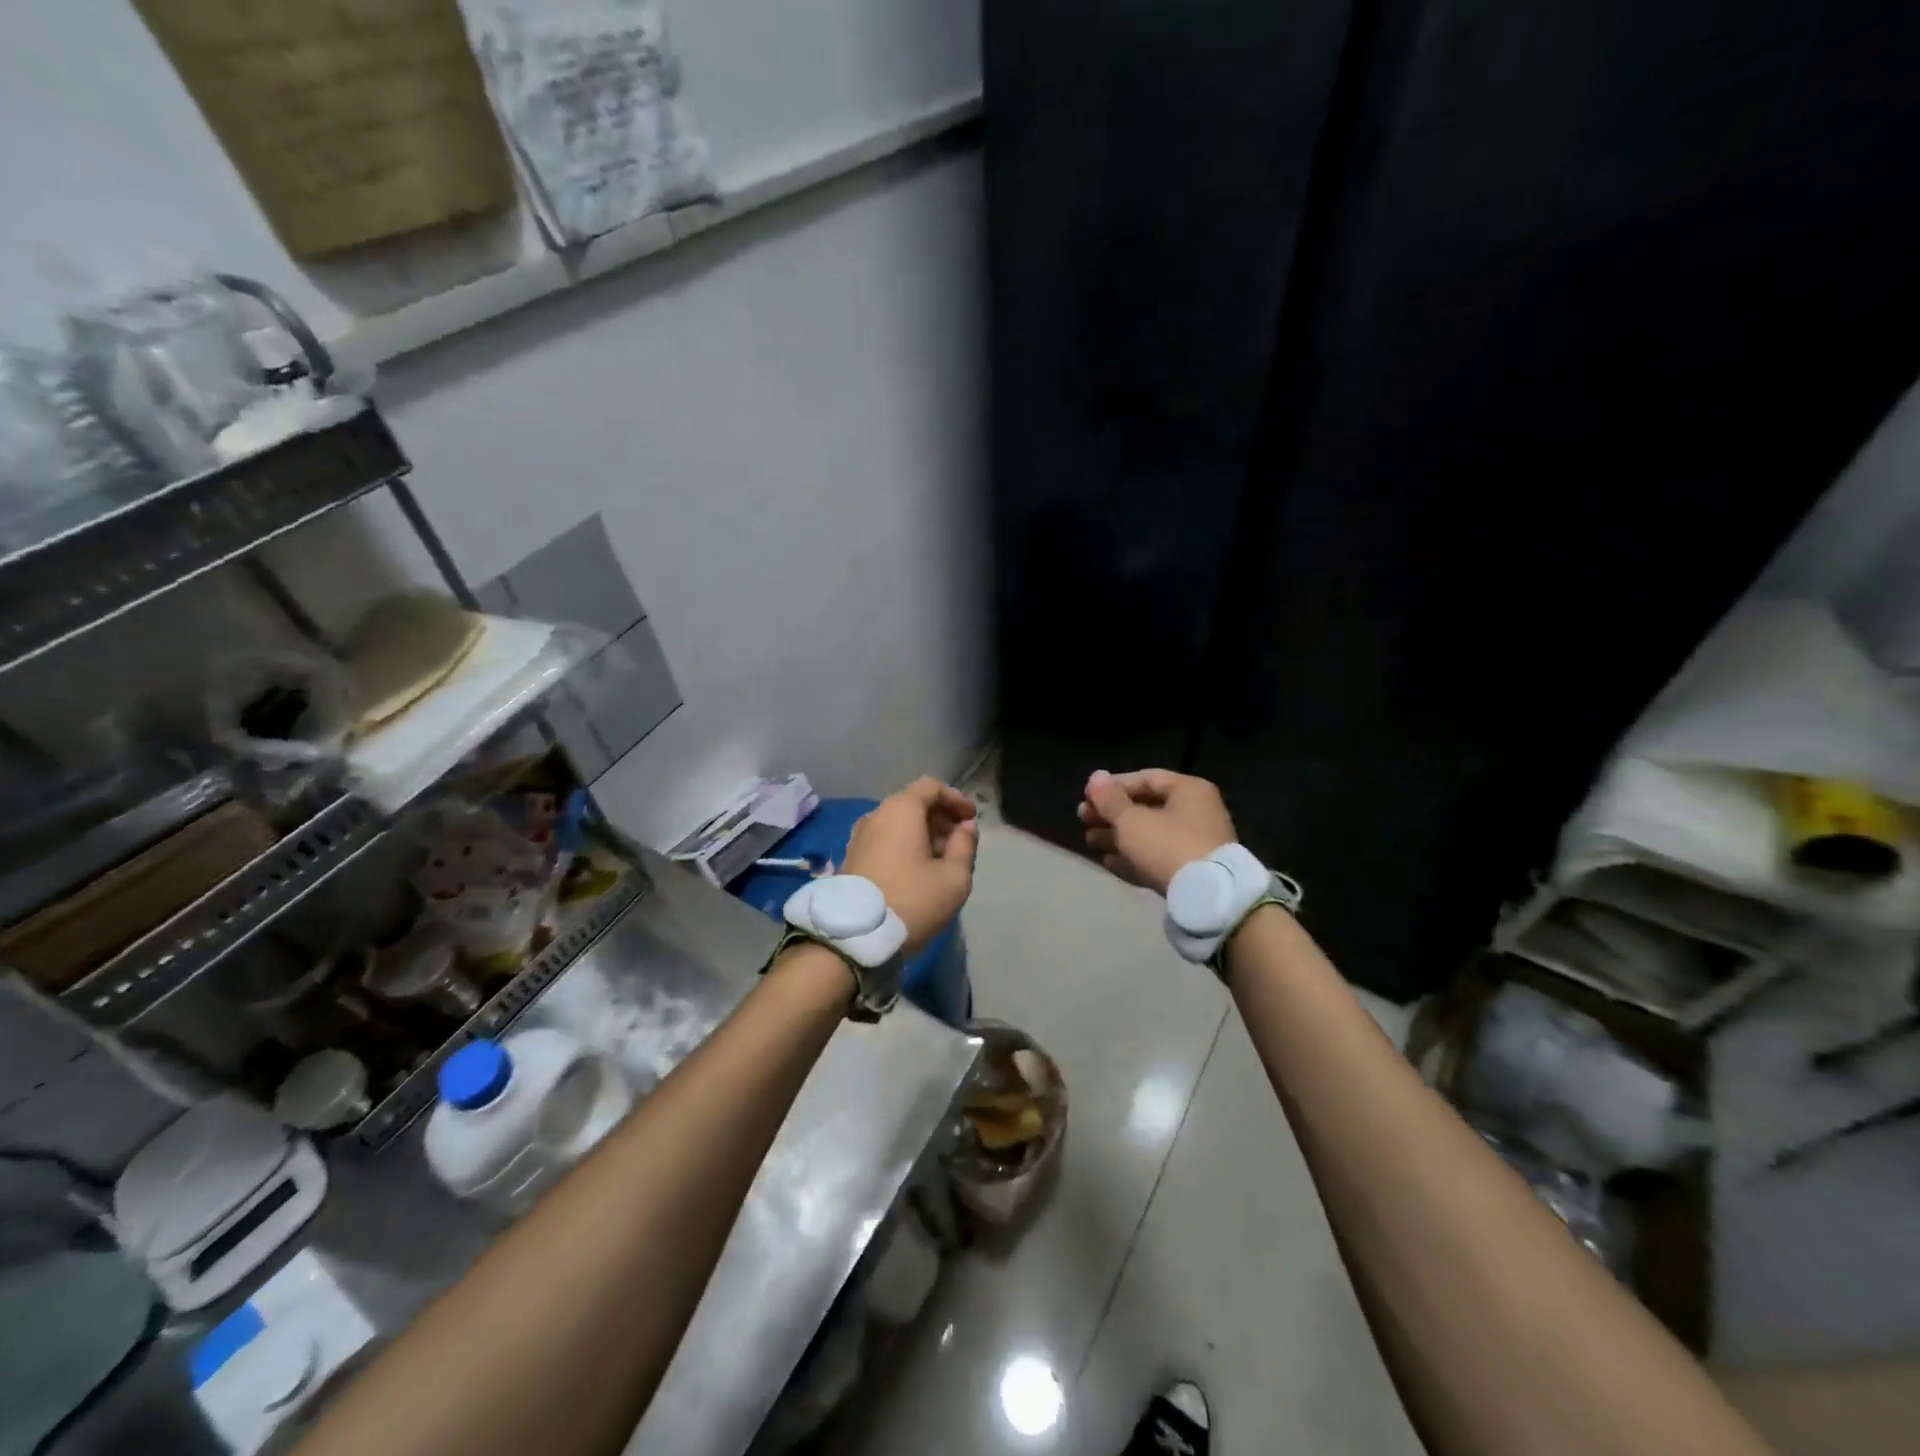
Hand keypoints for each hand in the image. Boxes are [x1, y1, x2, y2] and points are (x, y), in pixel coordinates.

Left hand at [842, 778, 980, 952]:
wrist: (856, 937)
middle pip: (913, 804)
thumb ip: (965, 845)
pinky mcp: (851, 857)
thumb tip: (965, 827)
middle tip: (960, 842)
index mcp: (901, 810)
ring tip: (941, 860)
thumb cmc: (912, 900)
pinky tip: (917, 871)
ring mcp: (859, 836)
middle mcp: (876, 815)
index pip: (931, 787)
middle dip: (940, 818)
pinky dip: (904, 845)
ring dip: (922, 834)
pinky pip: (884, 839)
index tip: (971, 819)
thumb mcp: (954, 877)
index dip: (956, 799)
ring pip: (898, 824)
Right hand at [1078, 768, 1236, 895]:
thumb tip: (1096, 777)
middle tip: (1083, 819)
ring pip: (1149, 834)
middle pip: (1146, 807)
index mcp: (1188, 790)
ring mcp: (1195, 844)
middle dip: (1112, 813)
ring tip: (1089, 841)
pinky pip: (1157, 858)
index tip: (1087, 797)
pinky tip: (1108, 862)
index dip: (1113, 786)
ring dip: (1118, 836)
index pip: (1146, 778)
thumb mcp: (1131, 820)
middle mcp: (1196, 812)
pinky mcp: (1191, 871)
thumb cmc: (1167, 846)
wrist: (1206, 898)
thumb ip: (1110, 799)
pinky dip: (1133, 857)